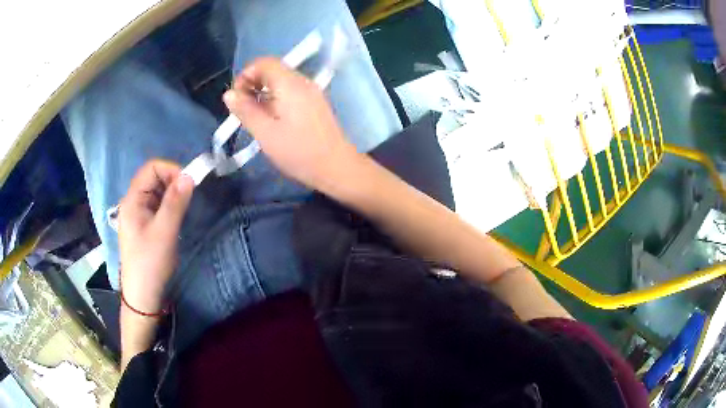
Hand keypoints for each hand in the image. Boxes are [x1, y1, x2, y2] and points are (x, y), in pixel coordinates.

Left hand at [118, 160, 193, 313]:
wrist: (143, 296)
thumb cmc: (150, 264)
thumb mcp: (164, 232)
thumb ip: (175, 202)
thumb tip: (189, 176)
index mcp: (133, 200)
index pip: (151, 168)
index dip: (171, 170)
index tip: (189, 184)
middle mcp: (134, 202)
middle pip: (154, 178)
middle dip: (173, 182)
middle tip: (190, 197)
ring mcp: (139, 214)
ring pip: (158, 192)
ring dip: (173, 195)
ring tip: (185, 209)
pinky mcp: (145, 225)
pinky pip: (158, 206)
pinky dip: (170, 206)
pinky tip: (177, 217)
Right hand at [223, 57, 358, 189]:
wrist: (336, 167)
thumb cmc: (298, 152)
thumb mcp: (265, 133)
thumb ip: (246, 111)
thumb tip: (229, 93)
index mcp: (290, 84)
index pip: (264, 62)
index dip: (246, 74)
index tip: (236, 97)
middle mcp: (303, 81)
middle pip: (273, 69)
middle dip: (253, 83)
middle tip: (243, 108)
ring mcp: (312, 91)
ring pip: (282, 80)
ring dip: (264, 91)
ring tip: (255, 115)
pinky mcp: (316, 102)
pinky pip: (291, 91)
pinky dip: (276, 97)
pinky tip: (272, 118)